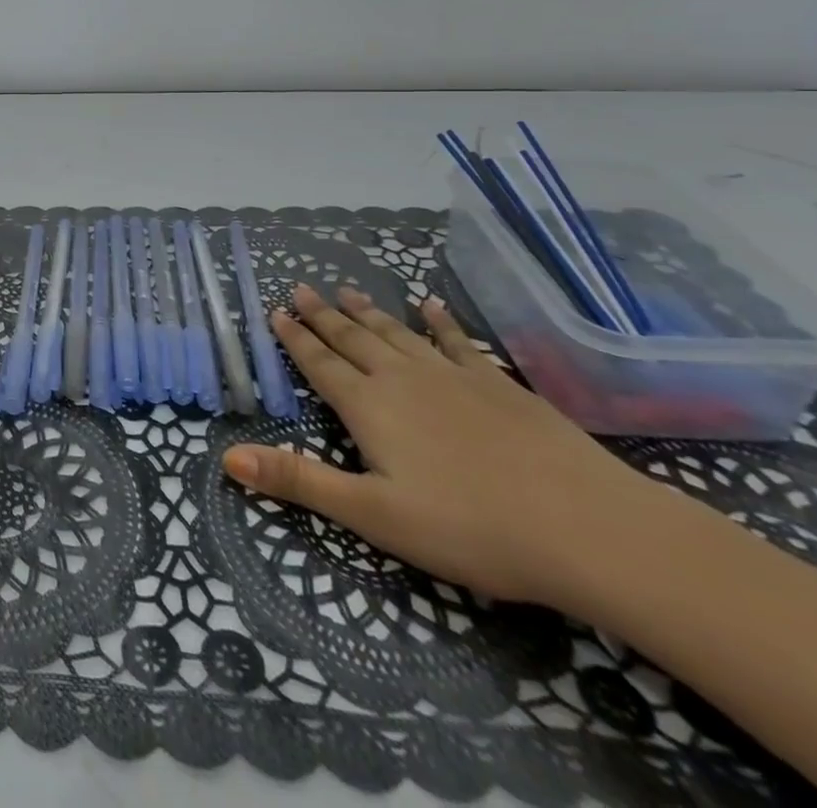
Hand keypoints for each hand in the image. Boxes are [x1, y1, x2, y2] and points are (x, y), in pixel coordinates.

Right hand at [222, 284, 665, 610]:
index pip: (320, 365)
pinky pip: (458, 342)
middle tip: (301, 288)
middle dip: (323, 315)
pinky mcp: (499, 385)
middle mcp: (403, 380)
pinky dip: (440, 322)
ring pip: (397, 334)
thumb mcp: (373, 516)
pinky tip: (431, 306)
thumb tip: (227, 458)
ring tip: (347, 290)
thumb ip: (299, 483)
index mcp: (369, 408)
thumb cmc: (470, 528)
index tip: (276, 312)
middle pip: (353, 339)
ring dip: (368, 312)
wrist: (588, 528)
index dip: (295, 339)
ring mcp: (453, 377)